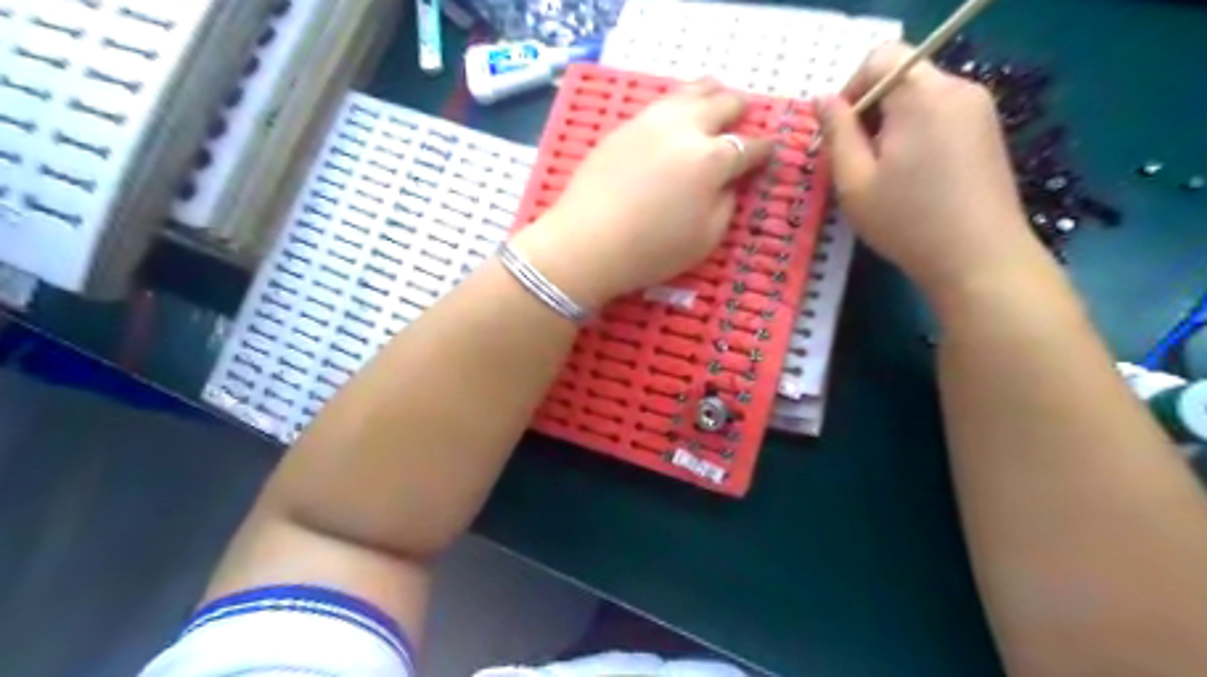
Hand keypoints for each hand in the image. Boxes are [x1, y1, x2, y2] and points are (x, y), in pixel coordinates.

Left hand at [514, 76, 767, 306]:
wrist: (587, 243)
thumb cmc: (652, 250)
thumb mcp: (706, 238)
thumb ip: (727, 202)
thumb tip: (730, 181)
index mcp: (713, 160)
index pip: (749, 146)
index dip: (764, 149)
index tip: (768, 151)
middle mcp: (686, 129)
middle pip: (723, 104)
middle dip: (739, 111)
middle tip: (743, 117)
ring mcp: (652, 121)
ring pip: (691, 91)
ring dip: (710, 93)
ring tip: (716, 96)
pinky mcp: (625, 126)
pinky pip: (661, 103)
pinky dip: (679, 103)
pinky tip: (677, 113)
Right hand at [822, 41, 1048, 300]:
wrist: (980, 259)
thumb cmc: (907, 222)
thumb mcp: (854, 181)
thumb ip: (836, 133)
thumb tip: (822, 100)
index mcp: (922, 96)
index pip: (880, 58)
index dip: (851, 88)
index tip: (839, 133)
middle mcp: (958, 89)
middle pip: (902, 77)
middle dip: (870, 111)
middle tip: (855, 161)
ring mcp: (980, 109)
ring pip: (920, 98)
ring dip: (891, 125)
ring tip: (882, 174)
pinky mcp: (988, 132)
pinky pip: (941, 115)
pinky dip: (916, 134)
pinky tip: (912, 177)